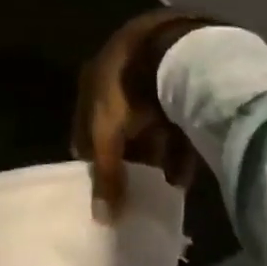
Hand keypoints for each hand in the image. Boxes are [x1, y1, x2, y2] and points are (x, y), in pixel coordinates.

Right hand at [72, 10, 211, 220]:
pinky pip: (178, 124)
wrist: (177, 48)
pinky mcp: (182, 86)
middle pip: (117, 125)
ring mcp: (152, 79)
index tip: (99, 184)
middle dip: (125, 156)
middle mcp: (118, 78)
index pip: (83, 124)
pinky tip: (183, 176)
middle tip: (132, 188)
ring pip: (148, 126)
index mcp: (92, 81)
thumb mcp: (107, 134)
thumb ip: (105, 173)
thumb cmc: (128, 89)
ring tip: (160, 188)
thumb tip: (102, 217)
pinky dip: (178, 150)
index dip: (89, 155)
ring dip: (153, 155)